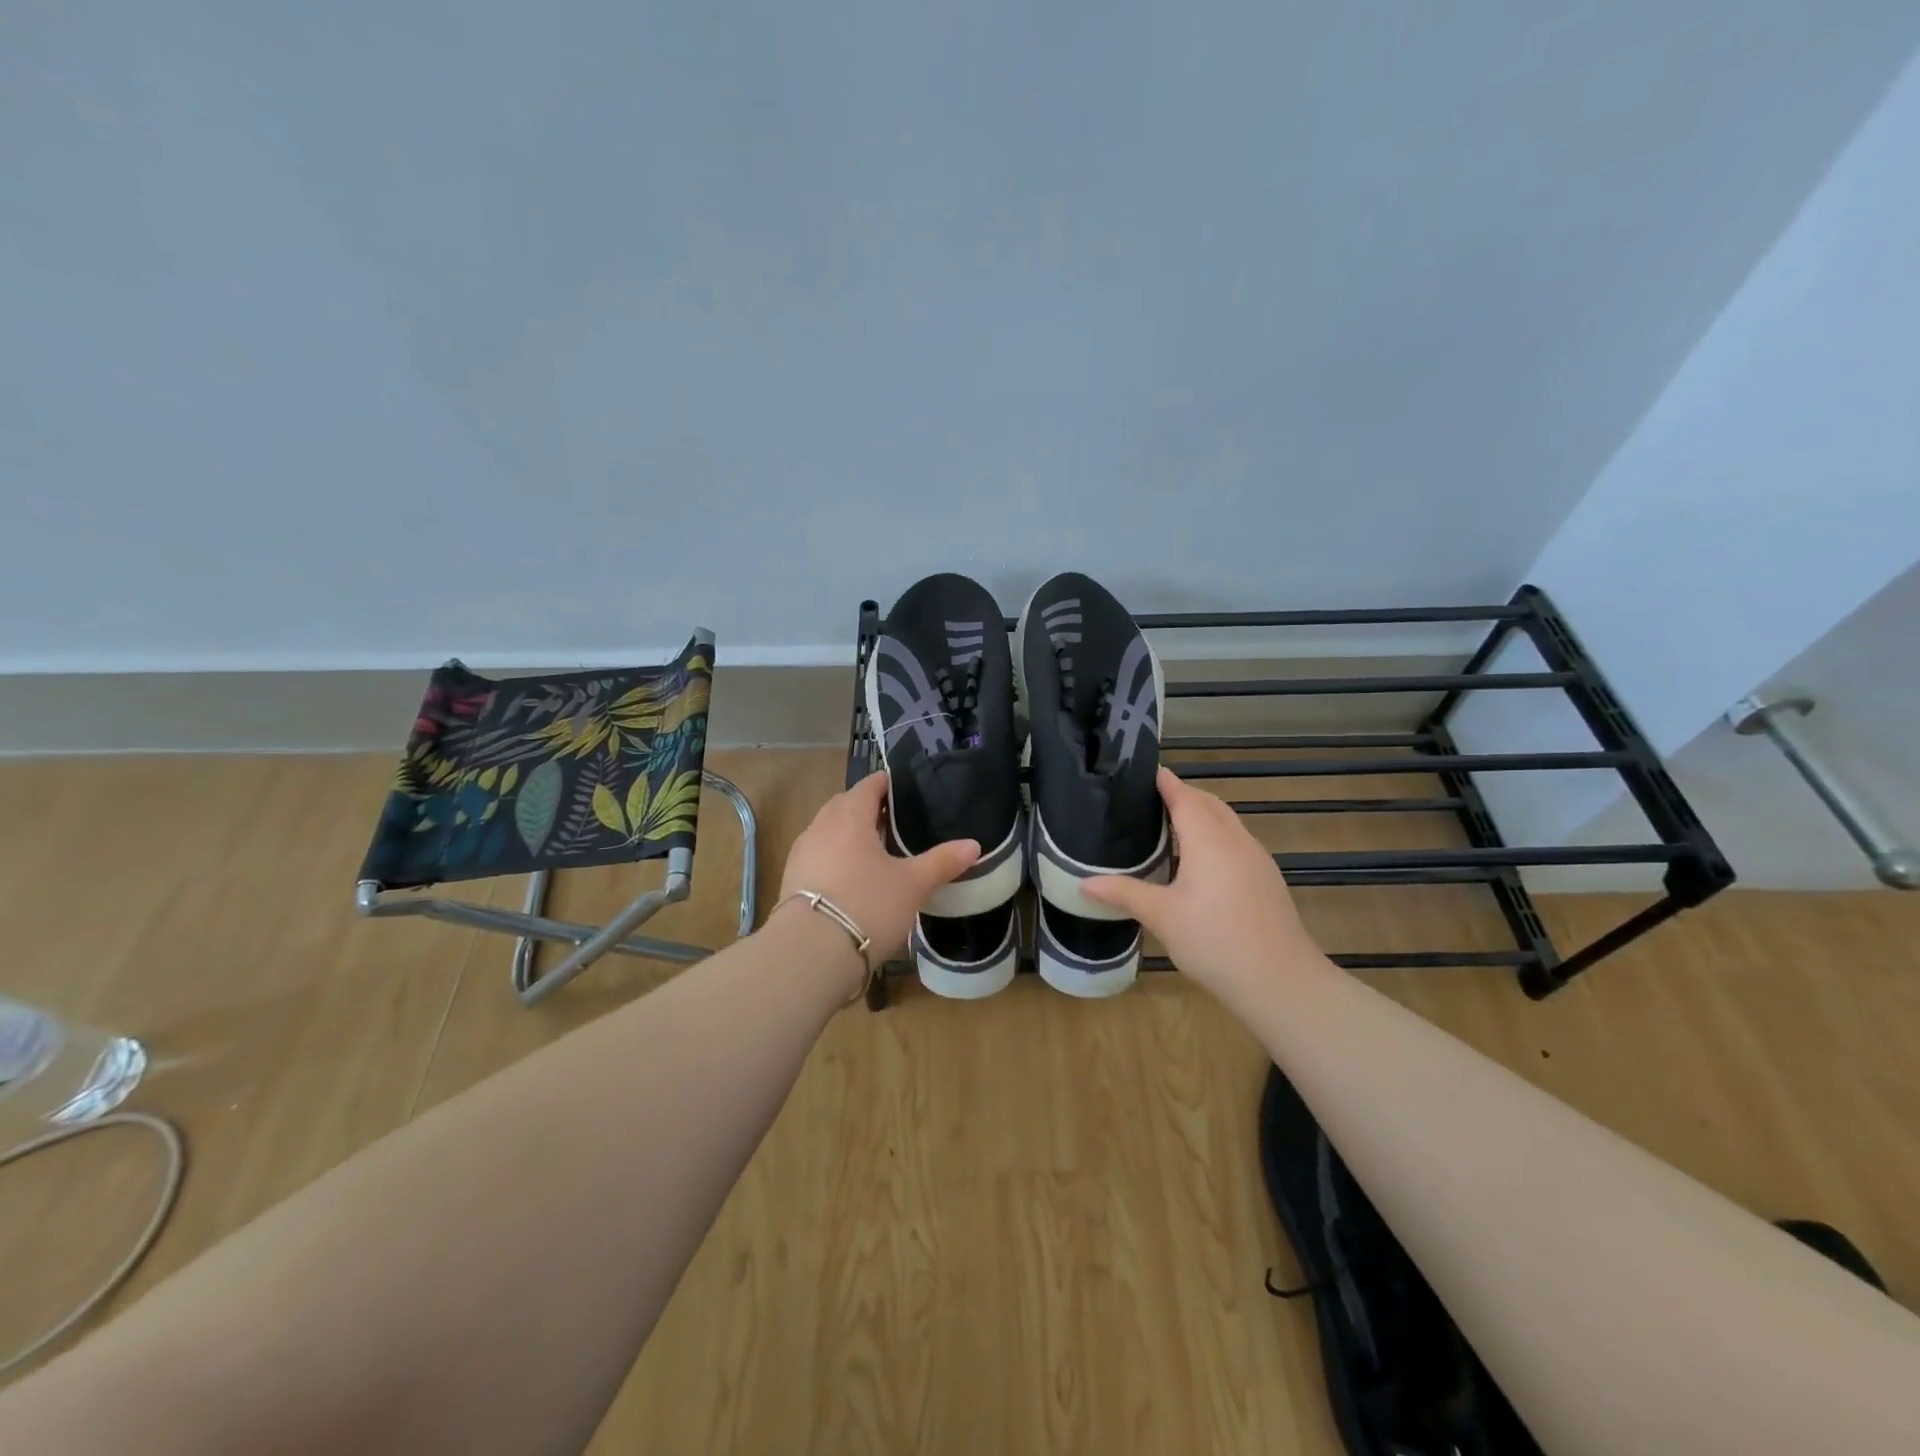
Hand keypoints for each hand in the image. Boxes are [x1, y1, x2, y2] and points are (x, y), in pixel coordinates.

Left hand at [777, 771, 980, 964]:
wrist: (810, 952)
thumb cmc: (867, 905)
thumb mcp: (913, 885)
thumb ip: (942, 861)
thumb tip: (974, 845)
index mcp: (850, 815)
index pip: (869, 785)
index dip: (888, 784)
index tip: (906, 792)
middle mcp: (821, 826)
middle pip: (845, 805)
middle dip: (867, 808)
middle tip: (895, 822)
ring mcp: (802, 853)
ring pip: (828, 831)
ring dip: (849, 834)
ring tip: (875, 852)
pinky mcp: (791, 879)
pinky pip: (818, 856)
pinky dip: (835, 858)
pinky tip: (851, 879)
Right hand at [1082, 768, 1328, 1001]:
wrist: (1281, 981)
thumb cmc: (1215, 941)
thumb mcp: (1162, 917)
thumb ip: (1124, 893)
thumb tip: (1084, 883)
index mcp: (1208, 839)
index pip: (1184, 795)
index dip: (1163, 781)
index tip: (1139, 772)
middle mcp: (1235, 839)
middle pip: (1208, 803)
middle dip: (1180, 794)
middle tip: (1145, 799)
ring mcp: (1256, 858)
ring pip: (1226, 821)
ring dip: (1200, 814)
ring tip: (1166, 825)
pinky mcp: (1265, 878)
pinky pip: (1235, 841)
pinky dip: (1214, 835)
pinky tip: (1197, 861)